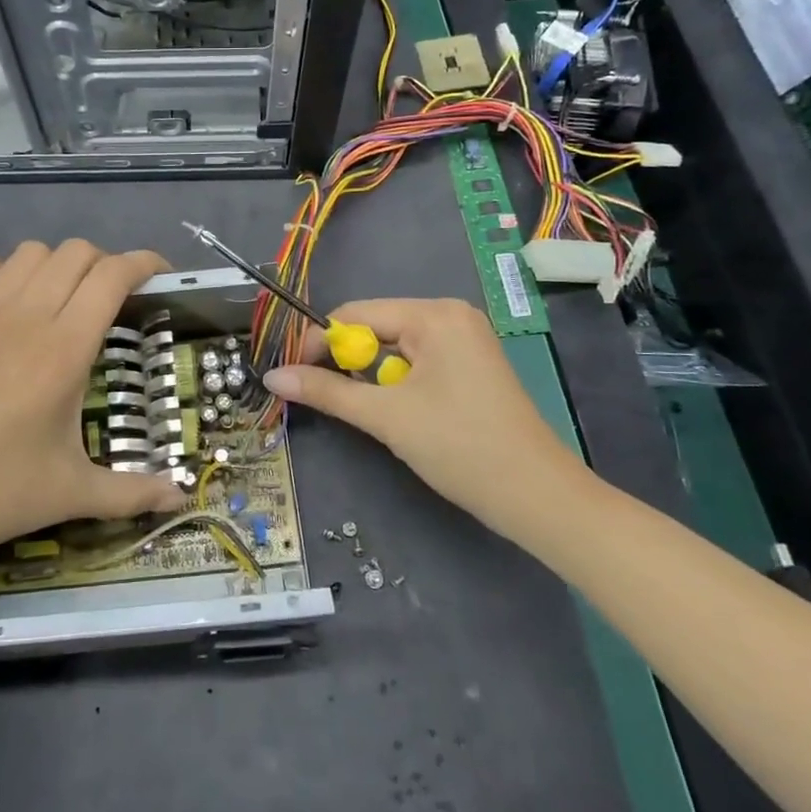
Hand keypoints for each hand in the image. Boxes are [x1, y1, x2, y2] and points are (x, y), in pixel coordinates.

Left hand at [0, 241, 187, 582]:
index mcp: (63, 350)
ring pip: (25, 254)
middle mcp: (24, 319)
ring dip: (54, 263)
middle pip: (73, 254)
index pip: (111, 277)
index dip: (144, 263)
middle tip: (117, 298)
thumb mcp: (73, 494)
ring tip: (66, 295)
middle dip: (105, 262)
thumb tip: (180, 498)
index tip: (162, 276)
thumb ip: (133, 492)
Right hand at [262, 298, 585, 533]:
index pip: (355, 314)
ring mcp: (465, 341)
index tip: (292, 376)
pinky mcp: (470, 366)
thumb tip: (272, 377)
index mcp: (434, 314)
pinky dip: (395, 383)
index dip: (318, 343)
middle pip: (375, 328)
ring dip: (370, 376)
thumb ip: (327, 392)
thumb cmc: (460, 447)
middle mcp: (450, 316)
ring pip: (394, 349)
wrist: (538, 498)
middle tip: (320, 396)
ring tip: (363, 410)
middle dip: (345, 361)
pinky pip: (417, 362)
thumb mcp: (386, 417)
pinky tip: (394, 411)